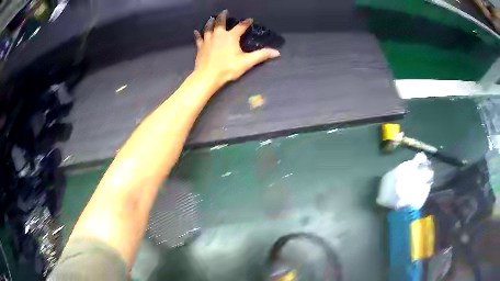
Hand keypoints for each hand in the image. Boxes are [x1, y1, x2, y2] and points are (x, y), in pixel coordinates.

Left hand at [193, 10, 279, 86]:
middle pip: (220, 22)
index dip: (246, 22)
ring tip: (211, 18)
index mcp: (231, 37)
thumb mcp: (247, 62)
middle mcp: (219, 35)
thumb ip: (261, 55)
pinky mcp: (200, 47)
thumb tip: (277, 52)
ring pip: (208, 28)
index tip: (249, 19)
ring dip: (210, 22)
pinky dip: (197, 34)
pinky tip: (195, 31)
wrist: (207, 76)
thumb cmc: (228, 68)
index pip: (241, 27)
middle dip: (223, 16)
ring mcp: (208, 40)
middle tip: (224, 11)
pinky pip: (199, 38)